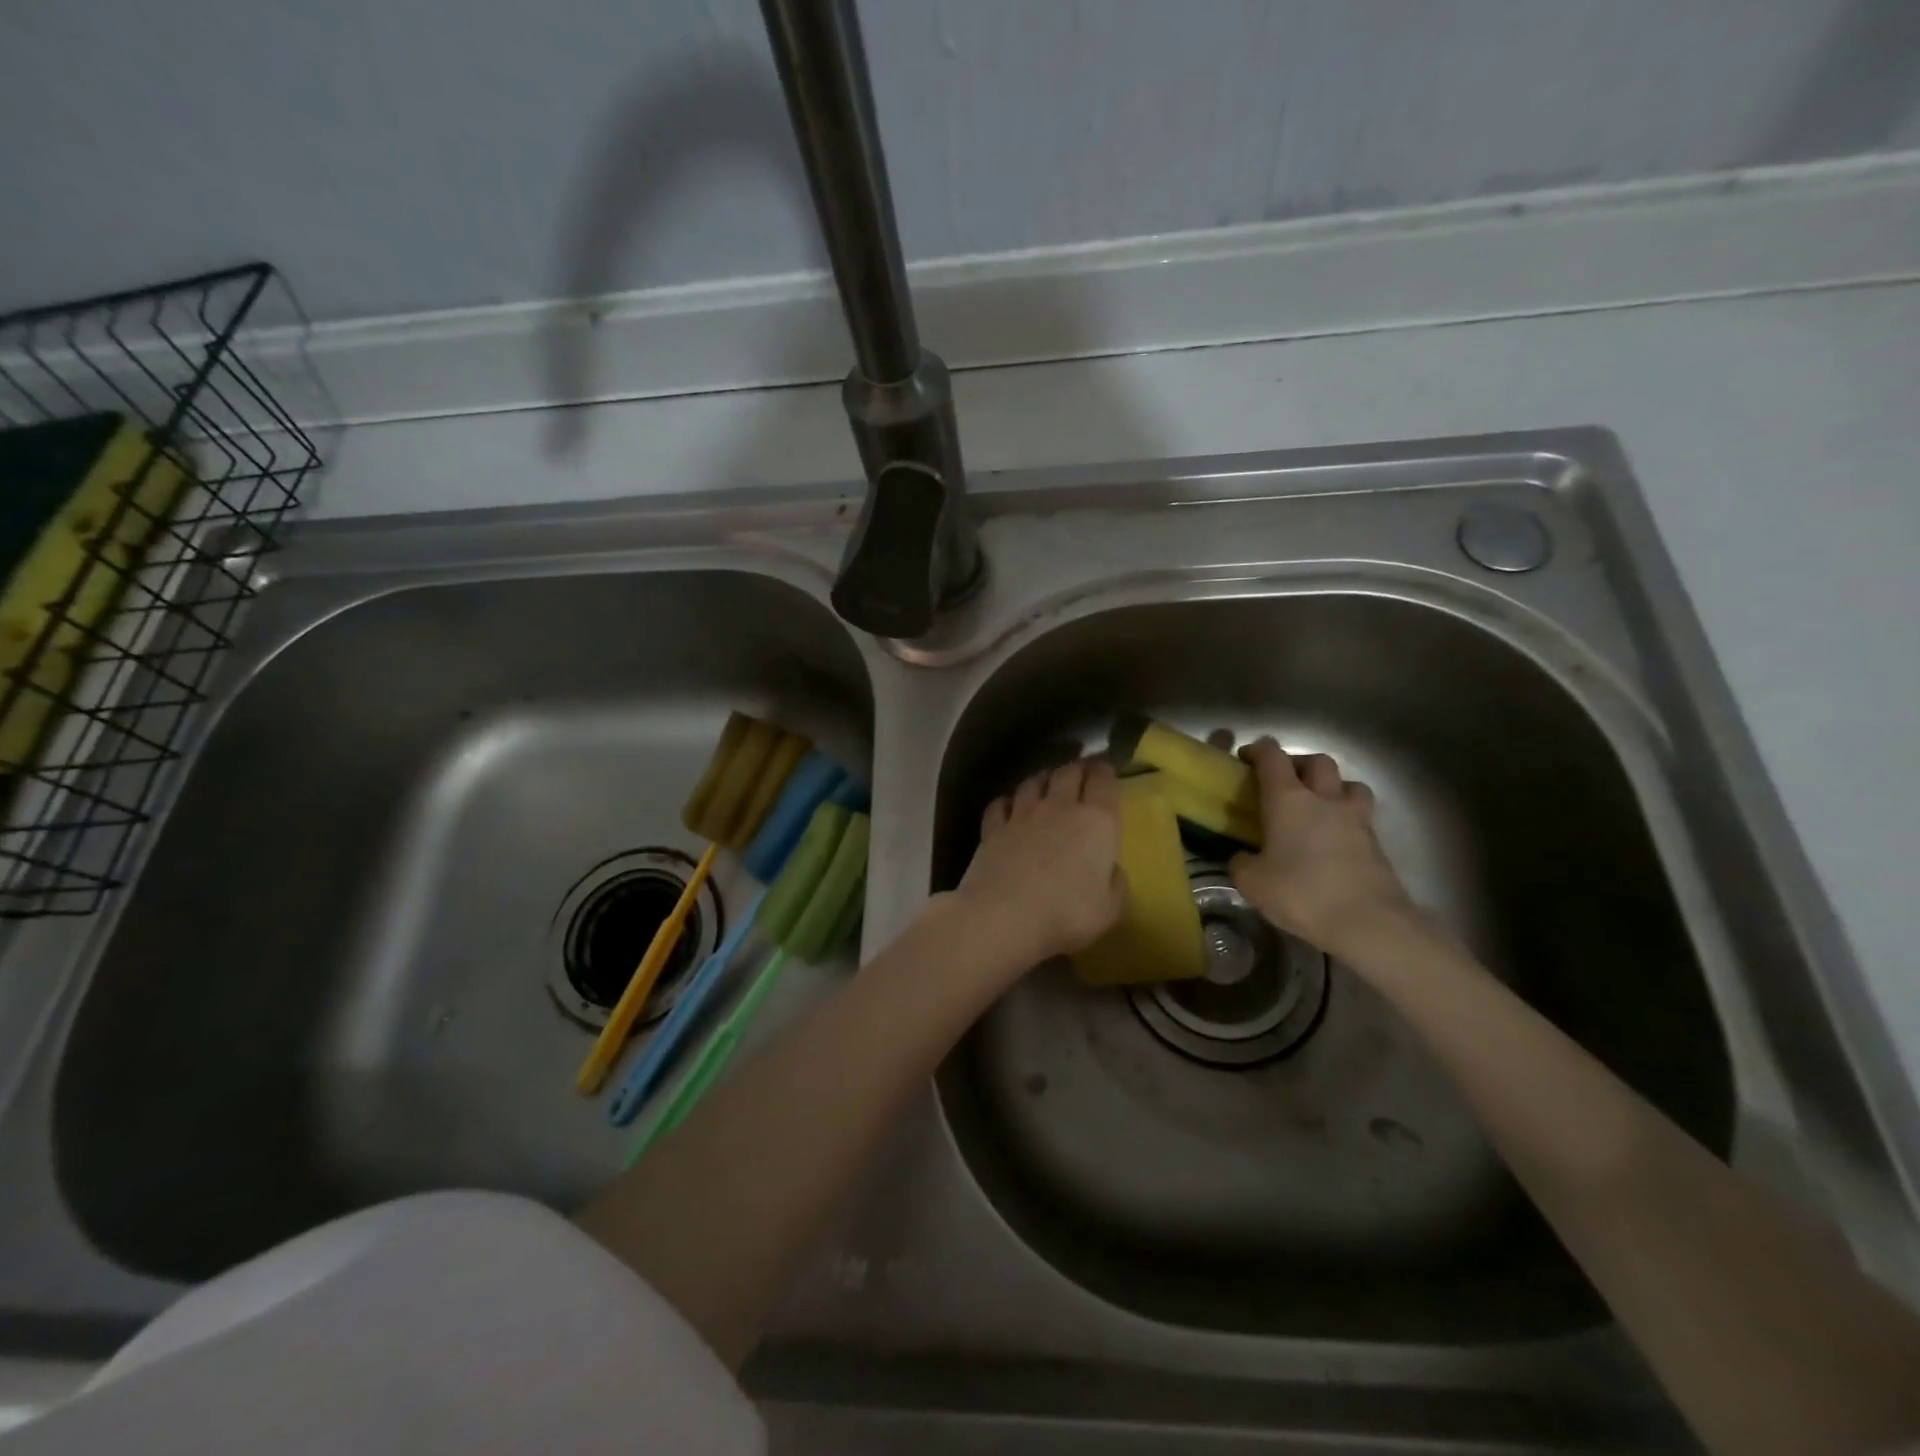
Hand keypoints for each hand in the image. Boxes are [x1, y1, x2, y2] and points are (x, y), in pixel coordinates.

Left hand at [950, 759, 1126, 971]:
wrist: (1003, 916)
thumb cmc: (1066, 914)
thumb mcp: (1109, 909)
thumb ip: (1115, 884)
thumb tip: (1111, 869)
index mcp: (1096, 822)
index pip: (1103, 781)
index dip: (1105, 771)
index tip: (1106, 770)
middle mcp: (1059, 808)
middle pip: (1068, 773)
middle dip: (1077, 768)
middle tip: (1080, 772)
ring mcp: (1022, 815)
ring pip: (1033, 782)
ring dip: (1042, 779)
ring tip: (1046, 783)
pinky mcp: (992, 828)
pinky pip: (1000, 804)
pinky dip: (1007, 802)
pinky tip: (1008, 807)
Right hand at [1229, 739, 1416, 962]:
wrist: (1368, 922)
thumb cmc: (1301, 894)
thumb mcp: (1251, 883)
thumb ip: (1241, 863)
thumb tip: (1244, 857)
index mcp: (1288, 800)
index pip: (1272, 758)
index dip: (1258, 751)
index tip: (1246, 759)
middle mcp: (1324, 799)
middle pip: (1317, 761)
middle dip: (1299, 764)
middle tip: (1284, 782)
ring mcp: (1356, 819)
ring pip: (1349, 784)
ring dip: (1333, 786)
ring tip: (1319, 805)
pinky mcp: (1377, 843)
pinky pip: (1361, 816)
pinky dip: (1347, 818)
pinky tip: (1335, 839)